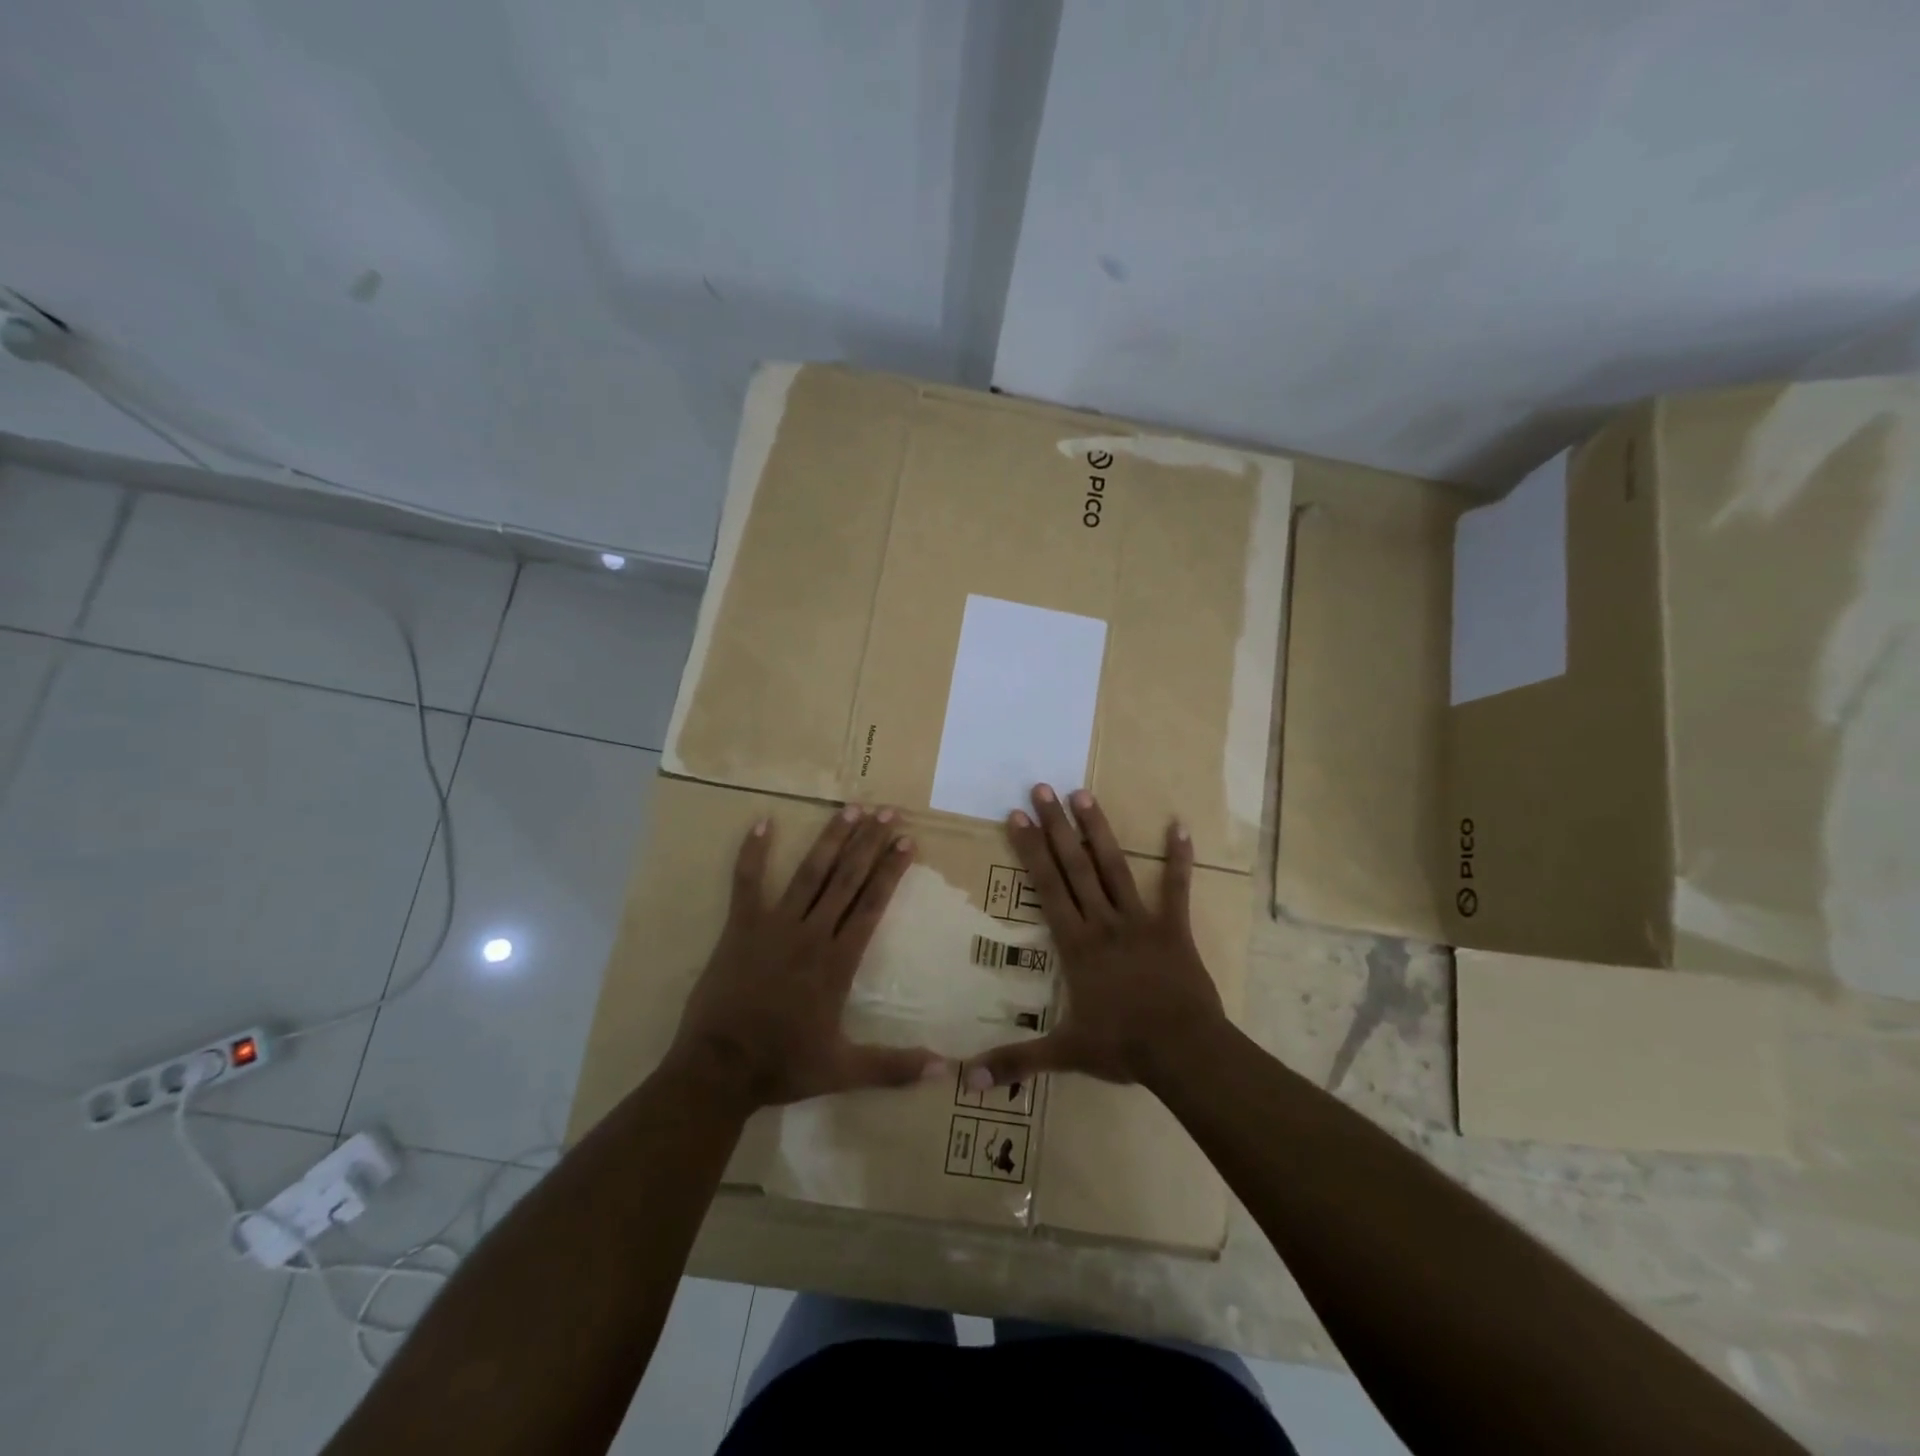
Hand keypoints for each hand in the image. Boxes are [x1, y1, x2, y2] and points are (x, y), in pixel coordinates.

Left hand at [664, 806, 944, 1113]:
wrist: (718, 1070)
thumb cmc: (782, 1066)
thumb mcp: (843, 1070)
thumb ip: (894, 1067)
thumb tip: (944, 1070)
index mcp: (837, 962)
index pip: (871, 905)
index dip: (891, 871)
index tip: (908, 841)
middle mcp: (811, 934)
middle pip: (846, 880)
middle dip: (870, 843)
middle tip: (888, 811)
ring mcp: (773, 927)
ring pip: (809, 874)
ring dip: (831, 839)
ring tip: (850, 808)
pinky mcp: (740, 928)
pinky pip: (746, 883)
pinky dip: (754, 852)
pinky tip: (763, 821)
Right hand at [963, 784, 1227, 1093]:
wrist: (1184, 1052)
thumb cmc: (1122, 1047)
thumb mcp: (1064, 1053)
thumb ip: (1015, 1061)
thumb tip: (966, 1081)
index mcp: (1077, 943)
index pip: (1047, 888)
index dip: (1031, 850)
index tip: (1016, 817)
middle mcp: (1104, 921)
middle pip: (1075, 866)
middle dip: (1056, 826)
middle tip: (1042, 788)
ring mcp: (1141, 921)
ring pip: (1115, 867)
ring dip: (1099, 831)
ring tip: (1084, 795)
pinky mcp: (1173, 928)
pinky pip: (1176, 888)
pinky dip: (1178, 859)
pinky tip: (1181, 827)